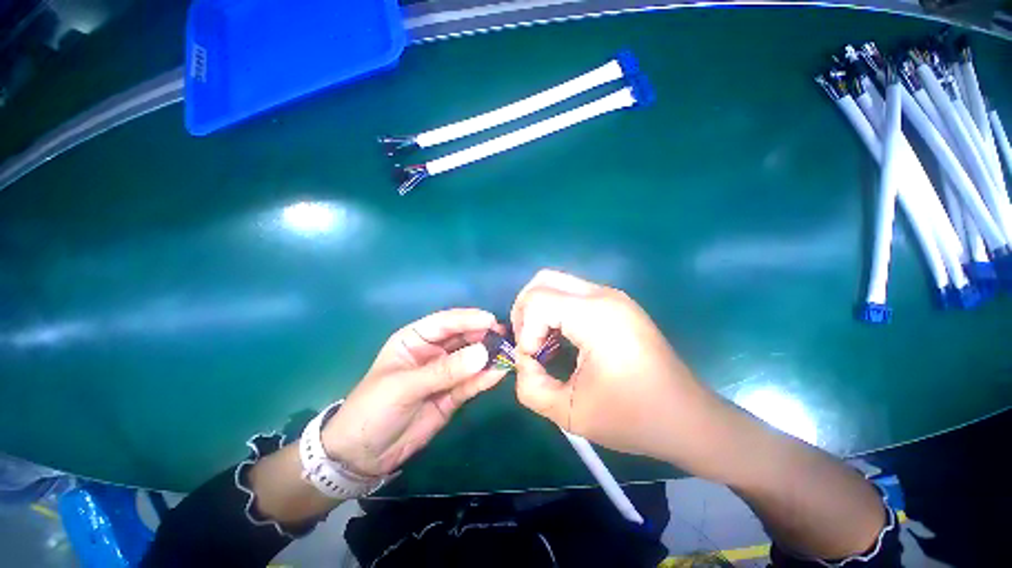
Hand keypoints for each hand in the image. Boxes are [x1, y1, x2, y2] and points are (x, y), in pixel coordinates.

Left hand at [322, 309, 506, 476]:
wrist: (363, 455)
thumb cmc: (373, 409)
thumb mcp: (405, 385)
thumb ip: (445, 370)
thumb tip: (482, 353)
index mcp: (415, 339)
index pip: (444, 323)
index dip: (467, 319)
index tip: (490, 320)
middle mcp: (433, 352)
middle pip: (462, 338)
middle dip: (482, 335)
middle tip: (505, 336)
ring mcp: (445, 373)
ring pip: (470, 359)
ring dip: (488, 356)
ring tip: (508, 353)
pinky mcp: (452, 395)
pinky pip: (471, 383)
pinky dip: (485, 378)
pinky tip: (499, 373)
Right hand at [510, 270, 724, 463]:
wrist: (688, 419)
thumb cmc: (633, 417)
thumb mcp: (570, 413)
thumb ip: (530, 387)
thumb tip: (522, 362)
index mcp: (595, 315)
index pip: (537, 300)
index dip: (525, 331)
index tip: (535, 360)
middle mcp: (603, 295)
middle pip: (543, 280)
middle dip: (525, 311)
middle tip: (530, 344)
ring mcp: (612, 296)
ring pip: (556, 283)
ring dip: (540, 310)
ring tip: (544, 344)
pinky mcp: (616, 304)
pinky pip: (572, 294)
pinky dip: (556, 311)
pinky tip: (563, 341)